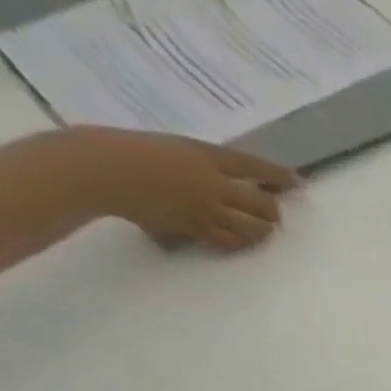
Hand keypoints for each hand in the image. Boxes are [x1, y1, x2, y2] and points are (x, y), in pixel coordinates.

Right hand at [73, 127, 300, 250]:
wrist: (94, 167)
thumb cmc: (121, 147)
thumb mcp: (167, 146)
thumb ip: (197, 163)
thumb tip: (220, 177)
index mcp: (203, 155)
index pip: (252, 166)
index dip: (278, 176)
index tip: (296, 182)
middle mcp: (213, 183)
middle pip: (264, 205)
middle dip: (273, 211)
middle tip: (272, 213)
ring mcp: (207, 209)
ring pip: (254, 229)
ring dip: (262, 231)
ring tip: (261, 230)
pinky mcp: (196, 228)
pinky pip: (231, 242)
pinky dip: (241, 243)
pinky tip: (240, 241)